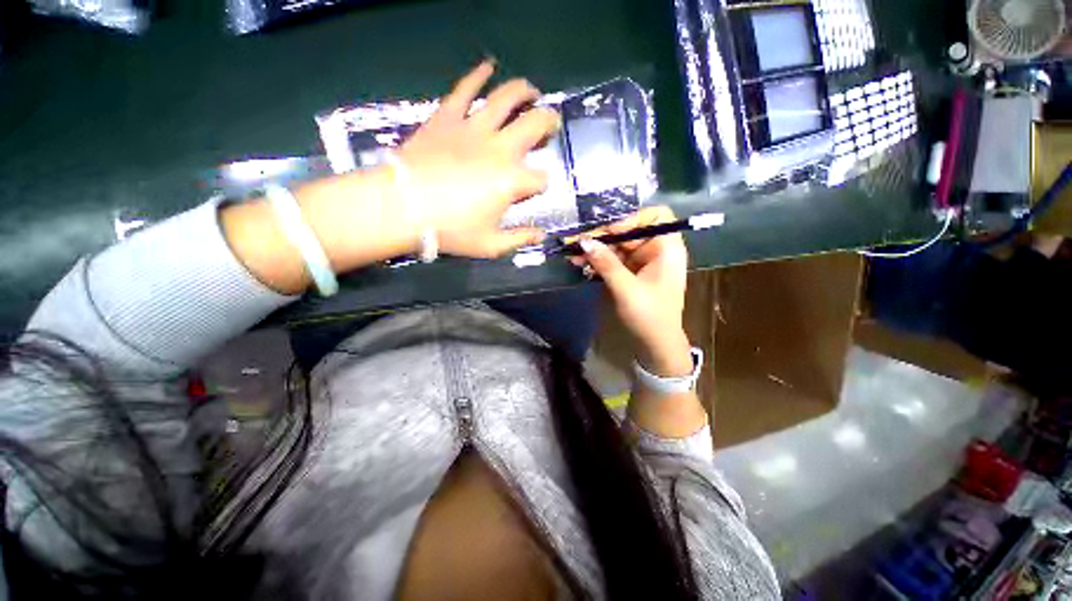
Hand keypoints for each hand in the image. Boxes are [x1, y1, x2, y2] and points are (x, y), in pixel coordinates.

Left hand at [394, 60, 561, 257]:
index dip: (542, 184)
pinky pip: (465, 89)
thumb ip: (519, 239)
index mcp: (512, 181)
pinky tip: (488, 67)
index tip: (536, 189)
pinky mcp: (447, 116)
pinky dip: (478, 75)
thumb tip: (542, 236)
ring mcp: (473, 128)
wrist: (401, 206)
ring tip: (531, 91)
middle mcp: (500, 148)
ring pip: (506, 98)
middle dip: (548, 122)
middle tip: (550, 123)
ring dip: (524, 91)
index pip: (541, 178)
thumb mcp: (490, 245)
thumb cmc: (449, 230)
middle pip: (534, 124)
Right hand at [572, 207, 692, 376]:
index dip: (631, 218)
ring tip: (573, 255)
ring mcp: (642, 261)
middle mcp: (656, 250)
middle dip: (603, 236)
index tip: (608, 230)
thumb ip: (606, 263)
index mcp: (667, 249)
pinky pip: (613, 260)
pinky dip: (598, 261)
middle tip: (578, 242)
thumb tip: (584, 241)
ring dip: (596, 250)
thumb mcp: (627, 289)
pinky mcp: (631, 272)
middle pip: (629, 231)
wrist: (655, 345)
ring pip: (617, 246)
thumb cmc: (649, 316)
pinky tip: (581, 264)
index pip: (655, 216)